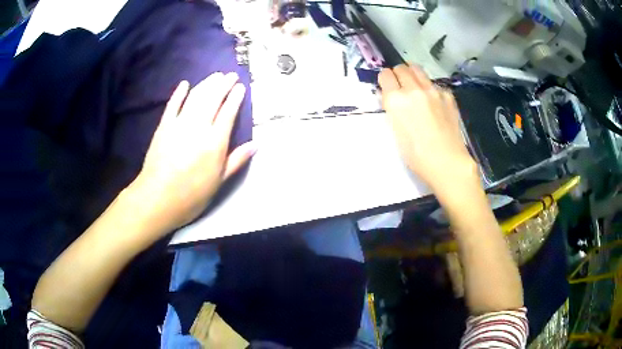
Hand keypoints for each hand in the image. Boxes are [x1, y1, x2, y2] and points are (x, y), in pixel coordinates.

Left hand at [131, 72, 255, 233]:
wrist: (157, 199)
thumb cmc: (191, 195)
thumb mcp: (218, 182)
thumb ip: (236, 160)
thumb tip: (255, 144)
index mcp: (215, 142)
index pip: (228, 112)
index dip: (235, 97)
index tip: (240, 87)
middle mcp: (198, 127)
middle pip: (213, 99)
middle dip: (223, 84)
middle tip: (230, 75)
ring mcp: (179, 124)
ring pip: (195, 97)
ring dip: (206, 84)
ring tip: (215, 76)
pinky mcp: (163, 126)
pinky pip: (173, 105)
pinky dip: (179, 93)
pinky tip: (185, 84)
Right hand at [379, 64, 477, 195]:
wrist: (446, 161)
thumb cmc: (416, 155)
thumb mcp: (395, 132)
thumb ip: (393, 109)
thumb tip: (392, 97)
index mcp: (396, 100)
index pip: (385, 75)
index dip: (385, 80)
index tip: (387, 86)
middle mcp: (413, 89)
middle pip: (401, 68)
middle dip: (398, 74)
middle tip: (401, 85)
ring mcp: (433, 90)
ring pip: (418, 70)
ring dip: (413, 75)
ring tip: (416, 87)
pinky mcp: (447, 95)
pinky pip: (435, 84)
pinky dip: (431, 89)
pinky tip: (434, 102)